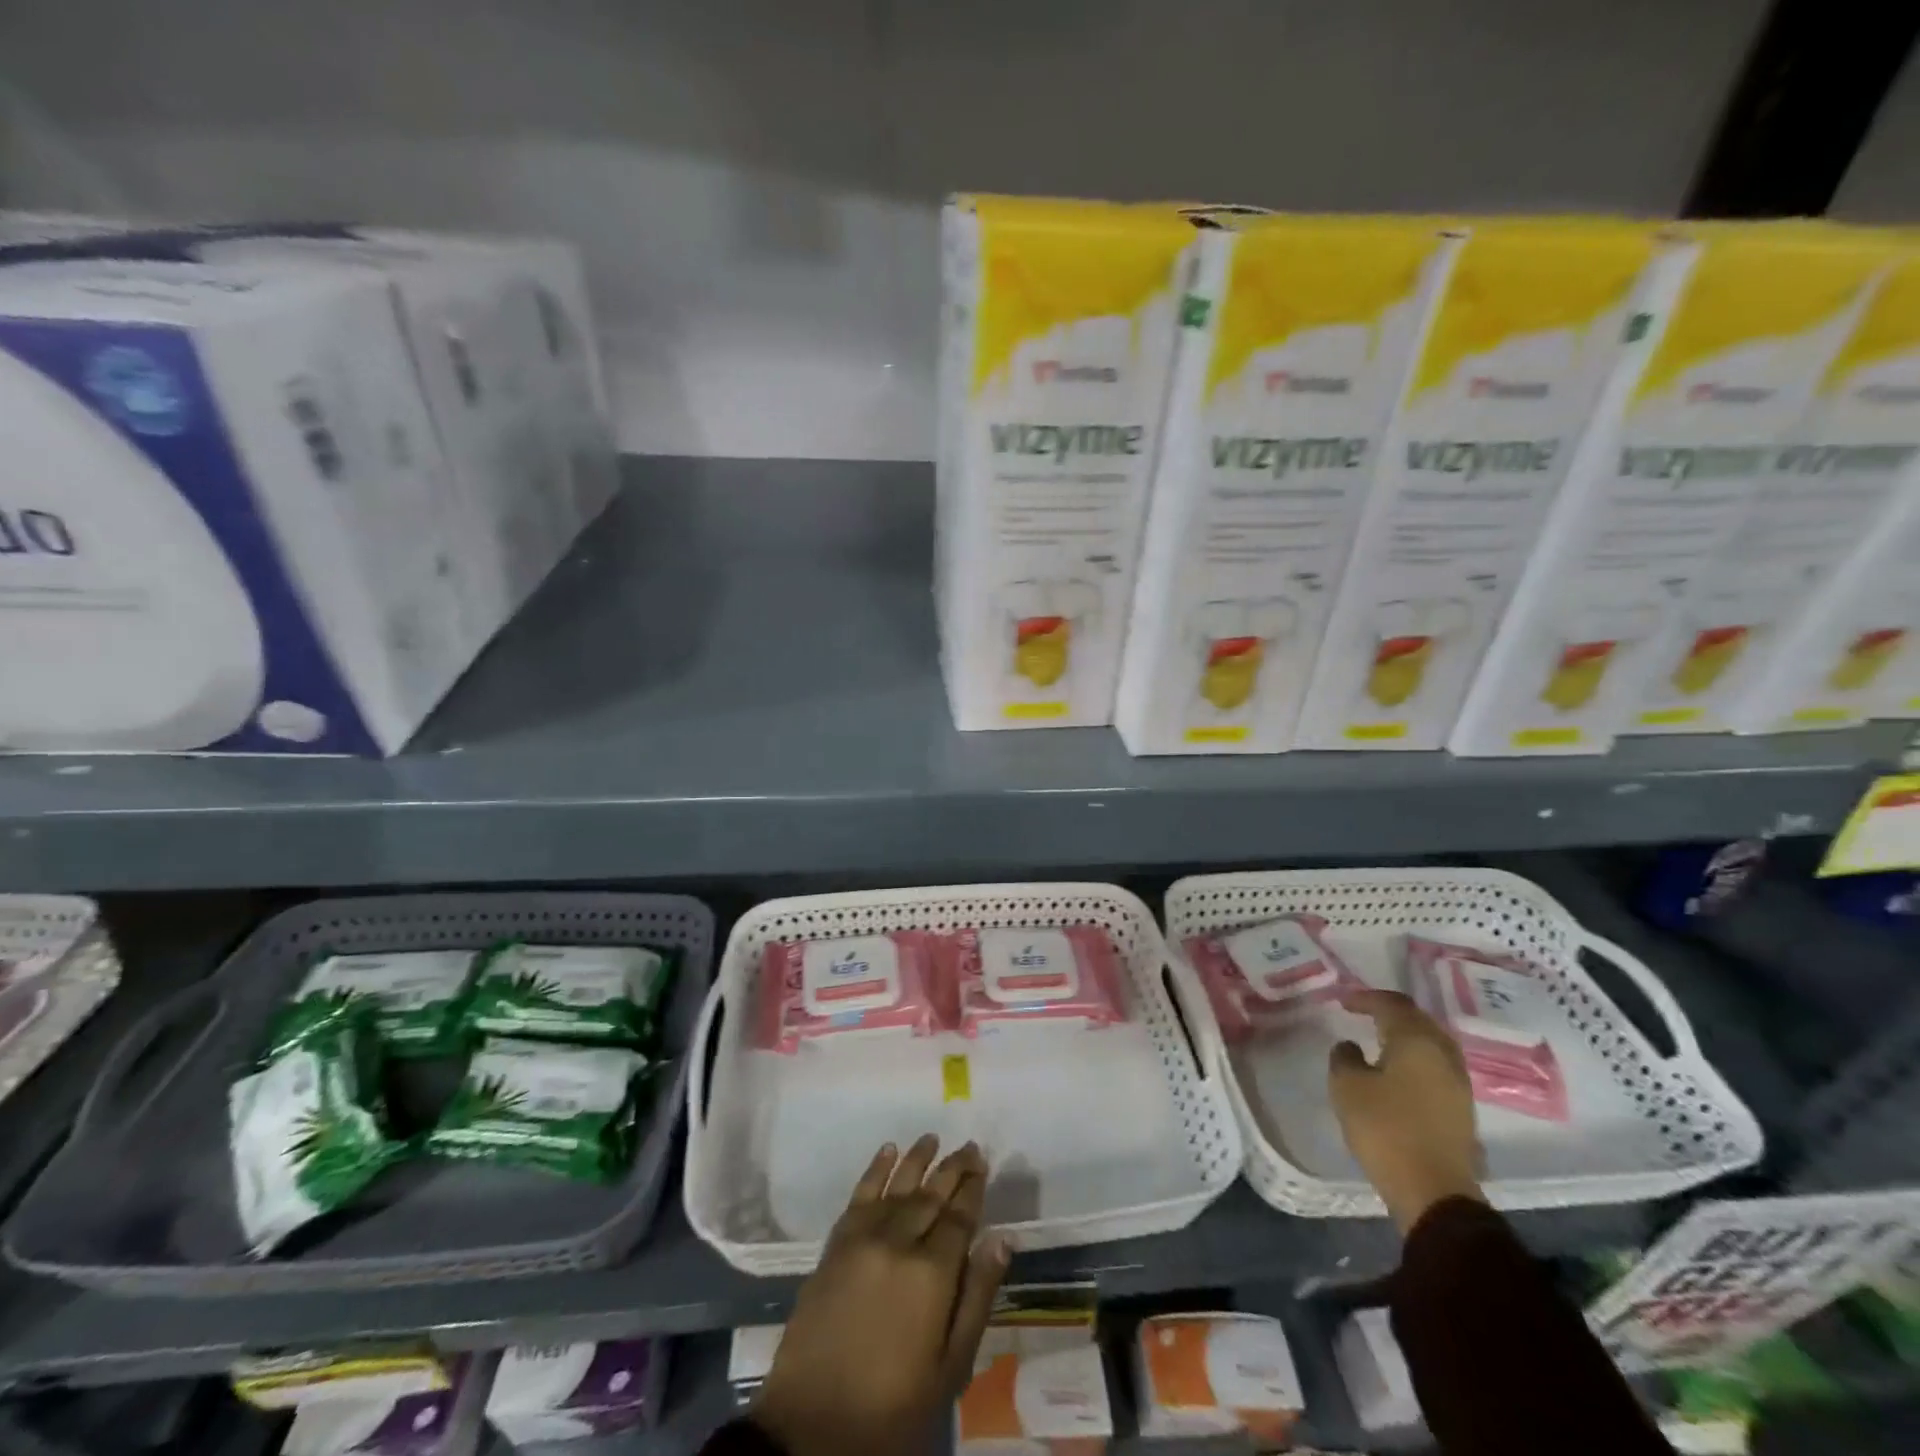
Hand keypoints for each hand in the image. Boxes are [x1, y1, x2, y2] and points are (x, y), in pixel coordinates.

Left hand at [752, 1136, 1009, 1455]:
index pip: (960, 1217)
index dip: (973, 1188)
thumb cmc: (892, 1406)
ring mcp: (863, 1239)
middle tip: (969, 1146)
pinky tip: (887, 1151)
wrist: (812, 1427)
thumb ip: (977, 1297)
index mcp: (932, 1273)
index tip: (983, 1163)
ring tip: (933, 1138)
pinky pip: (859, 1195)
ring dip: (917, 1159)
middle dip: (952, 1169)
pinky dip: (875, 1169)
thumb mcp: (950, 1367)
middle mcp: (899, 1242)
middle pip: (931, 1195)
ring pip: (897, 1186)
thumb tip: (1001, 1238)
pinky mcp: (835, 1245)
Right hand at [1328, 989, 1485, 1233]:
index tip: (1343, 1002)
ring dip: (1407, 1037)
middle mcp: (1443, 1055)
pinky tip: (1399, 1071)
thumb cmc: (1385, 1128)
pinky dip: (1416, 1059)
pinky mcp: (1461, 1109)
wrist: (1434, 1192)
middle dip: (1391, 1013)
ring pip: (1432, 1044)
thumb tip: (1351, 1046)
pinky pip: (1437, 1067)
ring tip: (1381, 1040)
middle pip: (1419, 1021)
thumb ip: (1344, 1057)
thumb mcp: (1347, 1087)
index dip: (1366, 998)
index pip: (1393, 1004)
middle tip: (1364, 1014)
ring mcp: (1458, 1083)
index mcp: (1416, 1041)